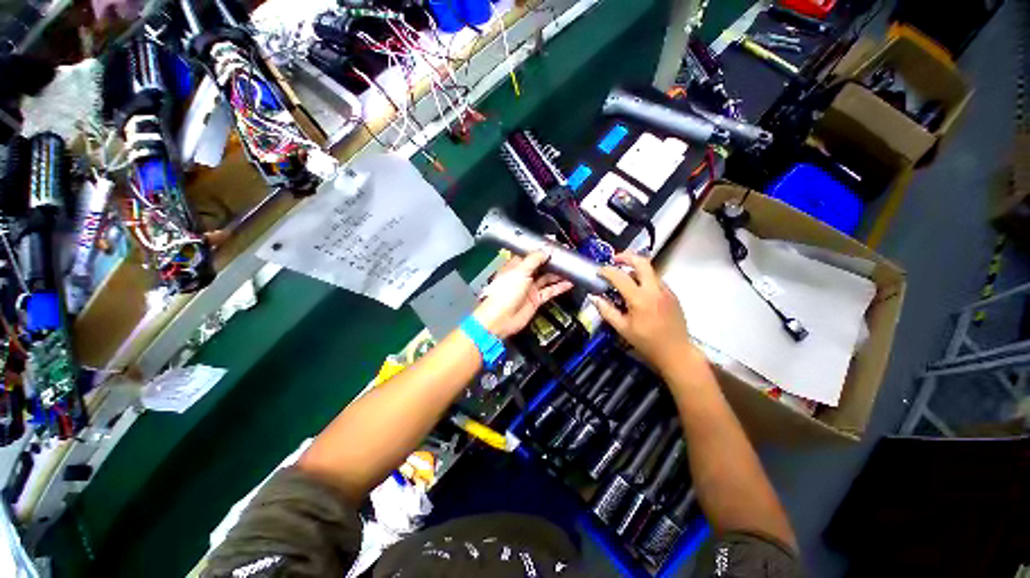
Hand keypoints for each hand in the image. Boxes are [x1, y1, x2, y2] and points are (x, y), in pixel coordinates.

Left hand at [473, 251, 573, 338]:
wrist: (501, 318)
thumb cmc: (503, 294)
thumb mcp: (519, 271)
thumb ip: (534, 259)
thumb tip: (545, 250)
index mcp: (515, 266)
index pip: (530, 254)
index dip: (542, 250)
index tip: (554, 245)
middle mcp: (523, 276)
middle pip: (540, 266)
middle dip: (552, 262)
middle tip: (566, 257)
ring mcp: (529, 288)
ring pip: (547, 278)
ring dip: (558, 274)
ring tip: (571, 269)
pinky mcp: (535, 299)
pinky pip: (550, 291)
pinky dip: (559, 287)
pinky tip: (568, 283)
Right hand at [590, 253, 695, 370]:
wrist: (676, 352)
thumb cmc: (647, 342)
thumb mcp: (622, 328)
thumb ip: (607, 311)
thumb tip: (595, 298)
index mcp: (640, 299)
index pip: (620, 277)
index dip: (607, 271)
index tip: (599, 271)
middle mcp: (654, 290)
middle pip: (642, 262)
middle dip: (626, 257)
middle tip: (615, 260)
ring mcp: (666, 291)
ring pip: (650, 270)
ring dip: (636, 269)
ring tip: (625, 278)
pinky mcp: (673, 295)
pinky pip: (656, 280)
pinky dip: (645, 279)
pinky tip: (639, 292)